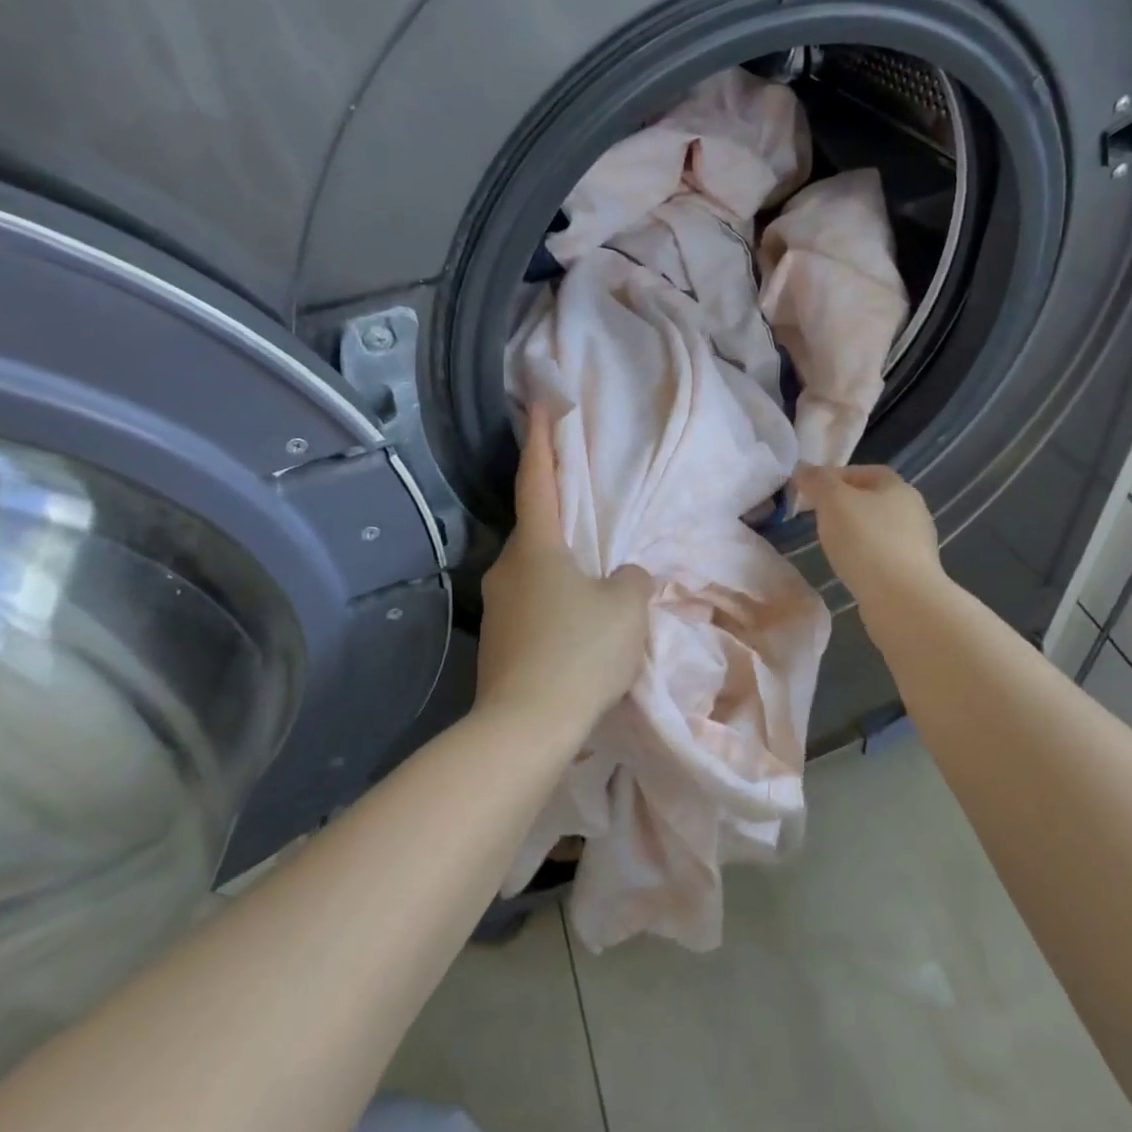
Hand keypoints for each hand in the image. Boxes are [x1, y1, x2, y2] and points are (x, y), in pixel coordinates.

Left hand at [477, 406, 652, 736]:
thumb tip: (624, 576)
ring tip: (596, 582)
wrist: (525, 727)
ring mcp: (499, 608)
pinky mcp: (499, 644)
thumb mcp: (625, 608)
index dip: (541, 440)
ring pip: (537, 573)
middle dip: (562, 519)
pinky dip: (557, 604)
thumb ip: (631, 580)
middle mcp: (509, 569)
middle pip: (538, 530)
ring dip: (564, 569)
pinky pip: (535, 607)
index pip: (539, 480)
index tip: (538, 404)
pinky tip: (581, 627)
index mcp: (537, 547)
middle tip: (591, 516)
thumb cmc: (579, 651)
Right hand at [797, 463, 944, 605]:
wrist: (903, 600)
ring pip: (877, 529)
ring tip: (830, 545)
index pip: (865, 471)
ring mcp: (916, 544)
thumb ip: (817, 480)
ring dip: (854, 533)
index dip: (836, 476)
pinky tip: (849, 568)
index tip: (812, 491)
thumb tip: (803, 468)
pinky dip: (864, 557)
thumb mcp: (833, 501)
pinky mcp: (913, 573)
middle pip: (872, 500)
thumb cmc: (866, 541)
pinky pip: (882, 556)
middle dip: (843, 505)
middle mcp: (914, 511)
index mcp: (898, 487)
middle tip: (817, 517)